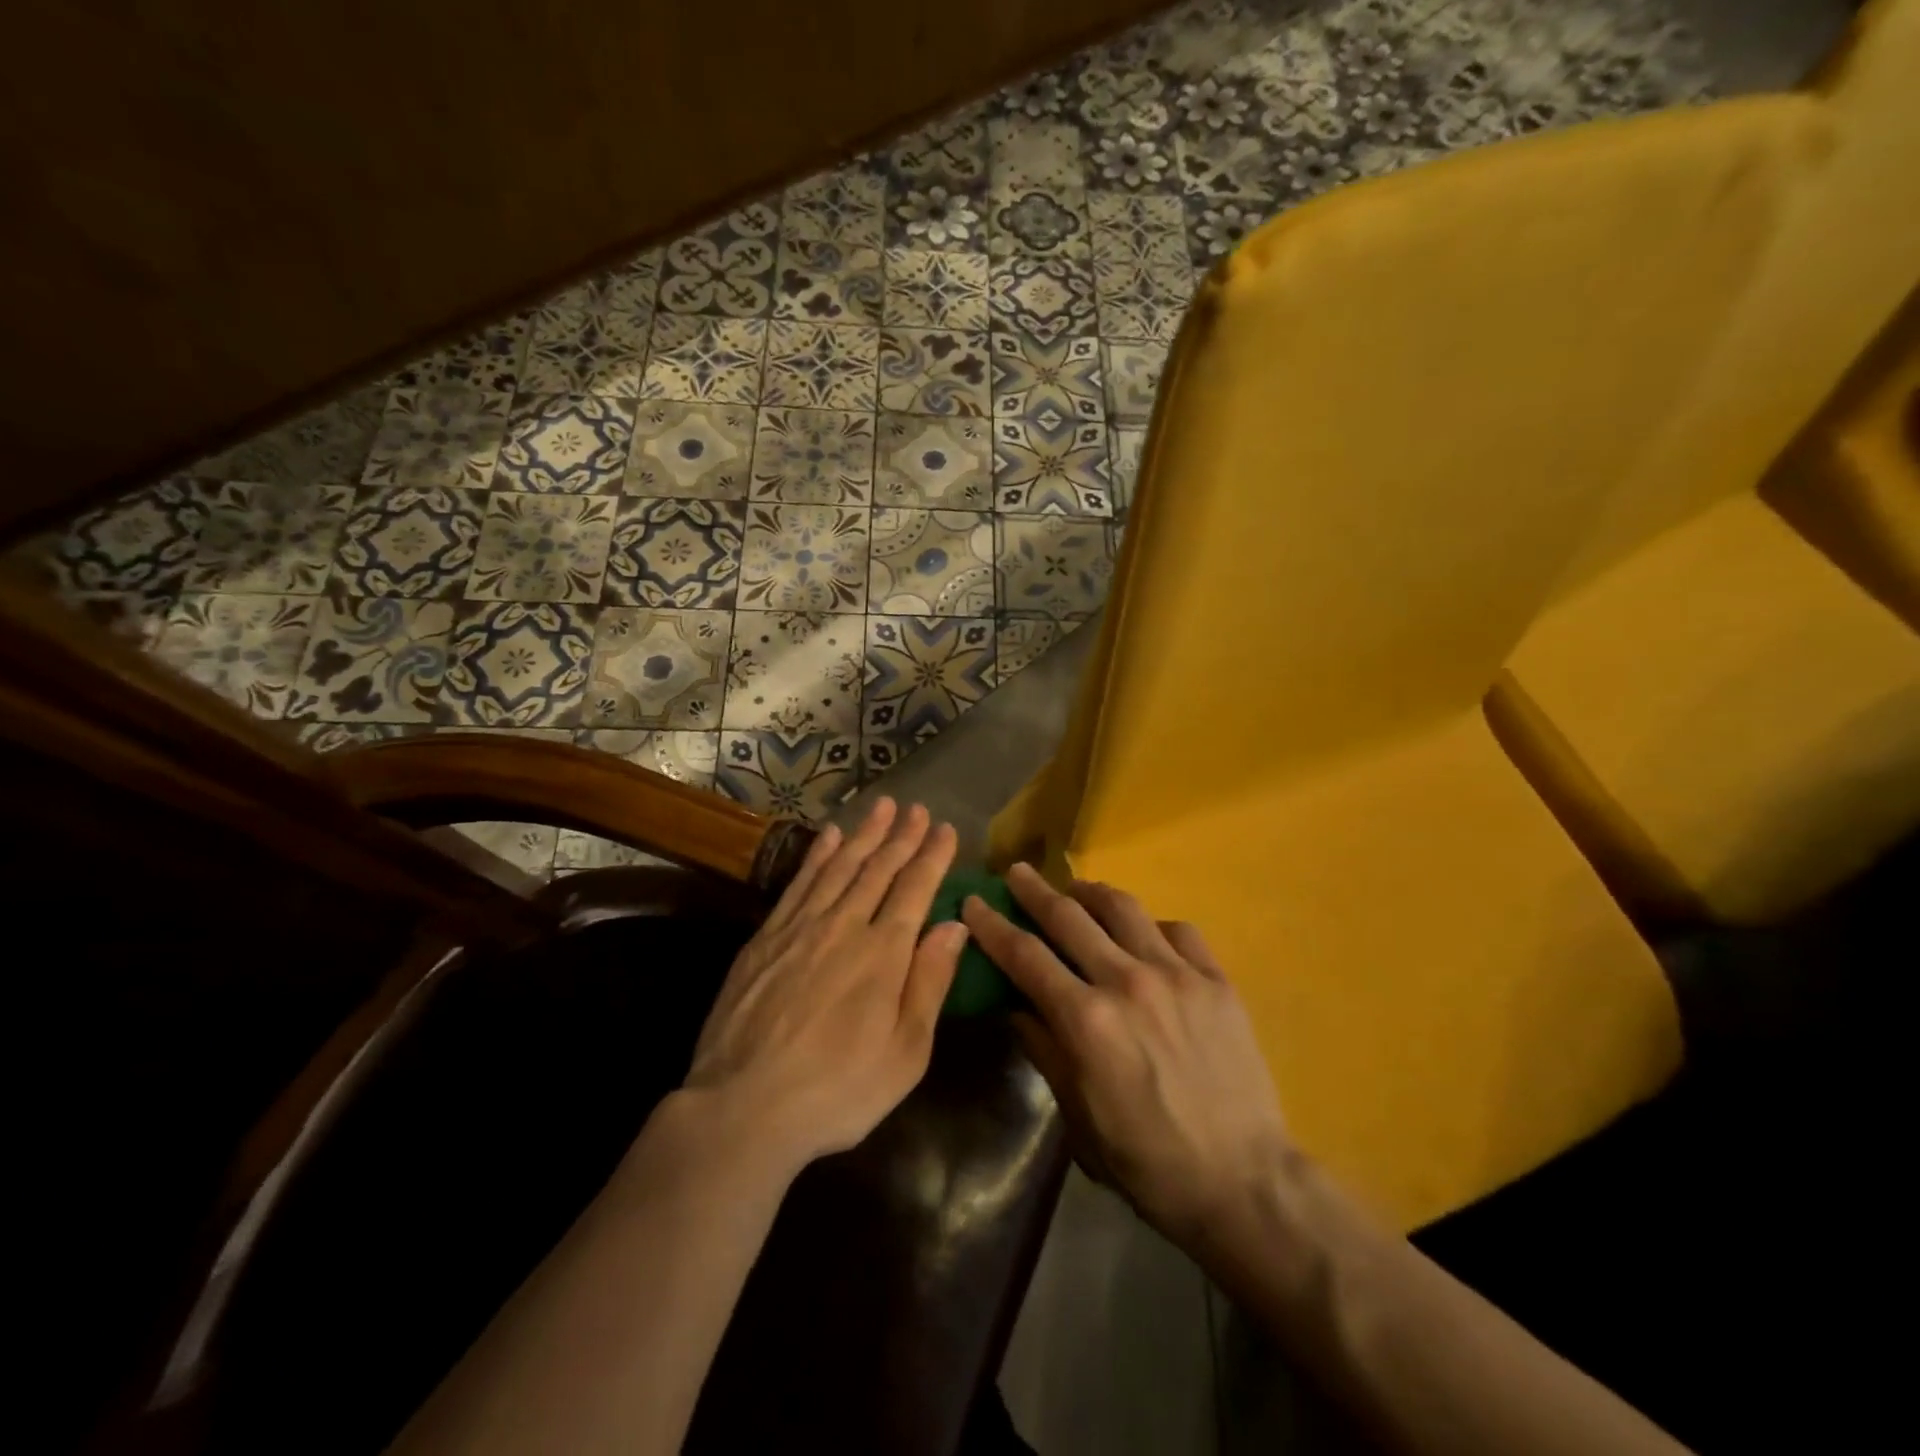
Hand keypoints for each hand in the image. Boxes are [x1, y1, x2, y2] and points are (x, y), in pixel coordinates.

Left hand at [684, 798, 966, 1175]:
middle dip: (901, 836)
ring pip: (840, 867)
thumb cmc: (838, 1090)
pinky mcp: (766, 937)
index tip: (945, 829)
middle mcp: (844, 926)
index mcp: (883, 953)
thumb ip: (930, 982)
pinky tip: (828, 838)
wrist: (744, 1107)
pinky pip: (799, 883)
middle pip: (878, 869)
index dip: (932, 856)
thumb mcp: (905, 1053)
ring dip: (863, 834)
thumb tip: (954, 925)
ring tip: (881, 806)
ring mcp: (801, 927)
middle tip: (917, 807)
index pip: (915, 889)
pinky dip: (817, 856)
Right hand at [962, 863, 1291, 1248]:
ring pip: (1123, 908)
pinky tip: (1143, 934)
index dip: (993, 925)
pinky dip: (1150, 924)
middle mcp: (1127, 982)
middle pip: (1069, 917)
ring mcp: (1177, 975)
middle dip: (1034, 891)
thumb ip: (1044, 1050)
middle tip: (1016, 872)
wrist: (1244, 1181)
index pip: (1025, 955)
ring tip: (1076, 890)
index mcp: (1086, 1020)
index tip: (973, 902)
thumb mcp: (1078, 1115)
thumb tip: (1016, 1005)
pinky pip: (1177, 930)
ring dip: (1090, 892)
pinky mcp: (1216, 980)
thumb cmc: (1148, 1162)